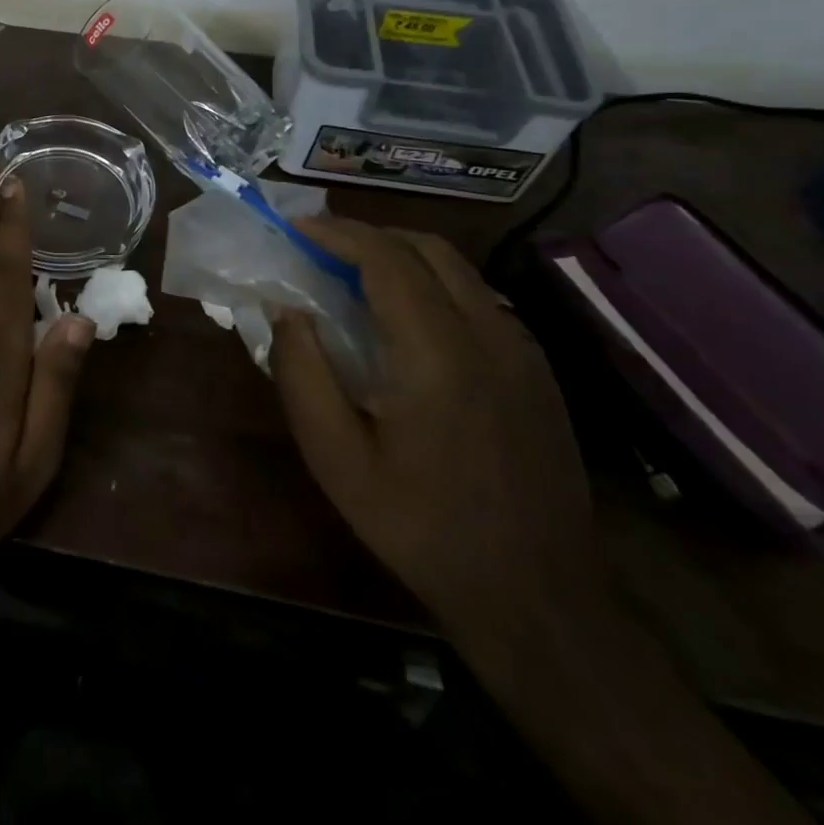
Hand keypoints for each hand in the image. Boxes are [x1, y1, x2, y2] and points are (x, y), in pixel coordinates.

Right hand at [271, 217, 600, 644]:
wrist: (537, 596)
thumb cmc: (420, 525)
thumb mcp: (335, 457)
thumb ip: (302, 372)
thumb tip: (285, 308)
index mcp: (437, 353)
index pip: (386, 259)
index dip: (337, 232)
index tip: (295, 228)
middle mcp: (489, 335)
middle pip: (429, 249)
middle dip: (370, 234)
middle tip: (321, 248)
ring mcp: (522, 352)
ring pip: (460, 269)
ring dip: (403, 255)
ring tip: (356, 275)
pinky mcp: (538, 371)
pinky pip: (480, 298)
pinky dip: (434, 282)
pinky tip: (408, 319)